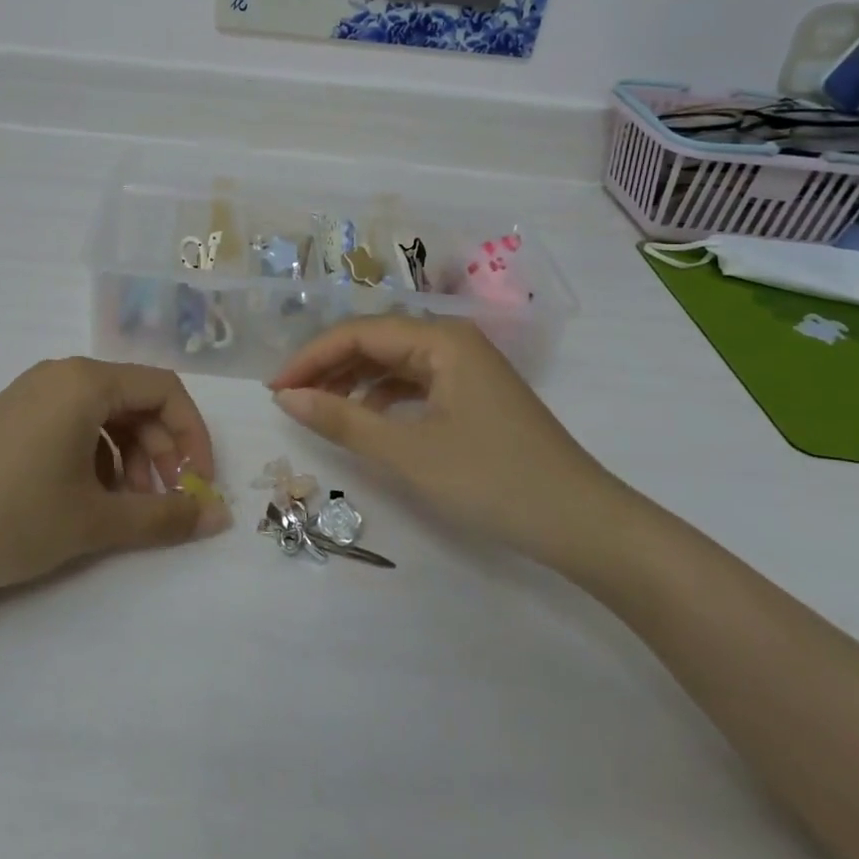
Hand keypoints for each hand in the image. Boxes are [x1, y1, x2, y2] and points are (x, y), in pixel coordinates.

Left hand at [0, 357, 230, 597]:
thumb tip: (220, 516)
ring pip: (103, 415)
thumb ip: (165, 516)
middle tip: (162, 502)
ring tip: (125, 509)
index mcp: (85, 381)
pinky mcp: (11, 417)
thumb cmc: (13, 519)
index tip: (198, 483)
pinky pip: (72, 423)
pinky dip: (95, 457)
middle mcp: (60, 374)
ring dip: (129, 458)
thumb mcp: (96, 521)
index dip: (192, 435)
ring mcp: (30, 393)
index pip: (164, 390)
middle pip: (134, 400)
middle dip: (160, 451)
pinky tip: (86, 500)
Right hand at [268, 317, 629, 570]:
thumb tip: (286, 398)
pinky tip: (365, 420)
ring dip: (353, 381)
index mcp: (441, 338)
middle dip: (329, 367)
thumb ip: (342, 420)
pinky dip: (382, 397)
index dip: (311, 358)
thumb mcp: (408, 453)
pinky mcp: (473, 394)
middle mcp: (453, 340)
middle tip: (289, 398)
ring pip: (393, 362)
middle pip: (375, 341)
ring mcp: (466, 367)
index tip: (274, 389)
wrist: (584, 525)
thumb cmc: (493, 481)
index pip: (358, 333)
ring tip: (318, 409)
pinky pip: (414, 383)